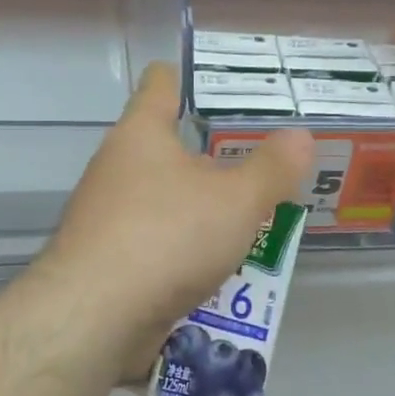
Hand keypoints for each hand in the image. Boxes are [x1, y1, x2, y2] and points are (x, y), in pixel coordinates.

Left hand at [38, 64, 313, 379]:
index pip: (161, 84)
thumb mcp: (237, 200)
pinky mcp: (106, 261)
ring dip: (203, 211)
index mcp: (142, 134)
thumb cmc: (167, 236)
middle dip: (213, 160)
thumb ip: (272, 168)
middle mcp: (117, 167)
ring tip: (252, 223)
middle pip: (168, 149)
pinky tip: (218, 270)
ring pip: (165, 201)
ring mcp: (106, 216)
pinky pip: (156, 244)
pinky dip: (185, 251)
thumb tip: (299, 136)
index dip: (191, 77)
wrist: (94, 318)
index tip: (225, 87)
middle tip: (263, 167)